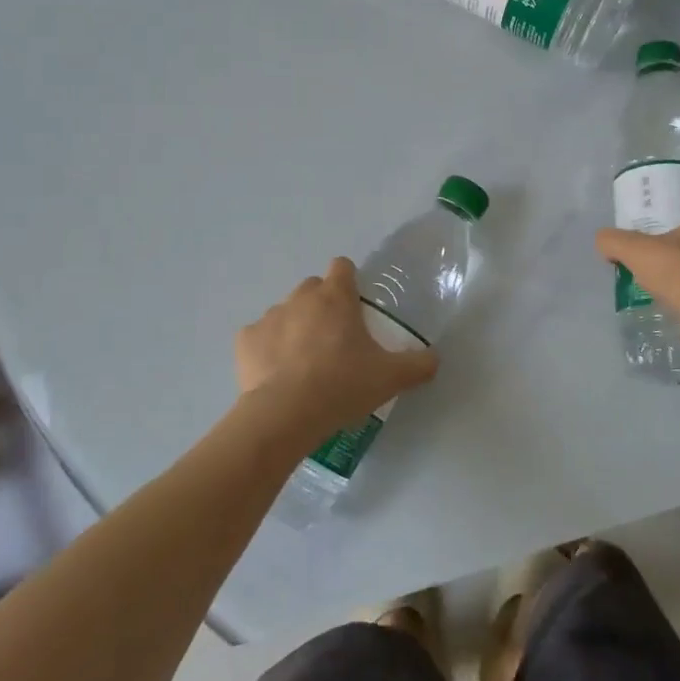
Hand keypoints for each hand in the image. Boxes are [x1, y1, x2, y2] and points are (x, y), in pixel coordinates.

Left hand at [235, 258, 439, 433]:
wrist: (286, 414)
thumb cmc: (343, 385)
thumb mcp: (391, 377)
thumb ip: (418, 364)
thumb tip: (434, 359)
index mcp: (336, 297)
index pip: (342, 266)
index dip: (349, 281)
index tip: (355, 306)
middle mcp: (301, 297)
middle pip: (313, 289)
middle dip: (322, 306)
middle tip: (335, 341)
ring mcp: (269, 316)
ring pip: (285, 312)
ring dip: (295, 328)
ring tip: (304, 364)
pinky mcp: (245, 340)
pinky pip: (259, 338)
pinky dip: (267, 350)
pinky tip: (276, 375)